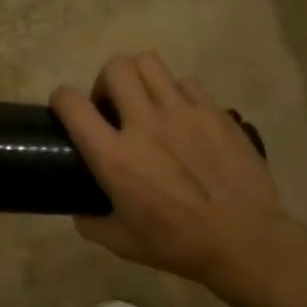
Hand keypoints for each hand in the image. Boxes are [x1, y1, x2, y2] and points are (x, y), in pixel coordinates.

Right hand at [51, 52, 295, 288]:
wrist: (244, 240)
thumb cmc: (178, 243)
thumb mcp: (122, 242)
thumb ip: (92, 223)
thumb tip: (81, 211)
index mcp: (115, 156)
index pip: (73, 104)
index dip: (61, 98)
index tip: (65, 107)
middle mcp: (144, 123)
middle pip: (115, 68)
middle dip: (105, 81)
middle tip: (113, 107)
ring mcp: (183, 112)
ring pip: (150, 63)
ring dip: (139, 78)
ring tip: (145, 102)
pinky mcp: (214, 111)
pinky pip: (187, 82)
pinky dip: (176, 93)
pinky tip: (182, 116)